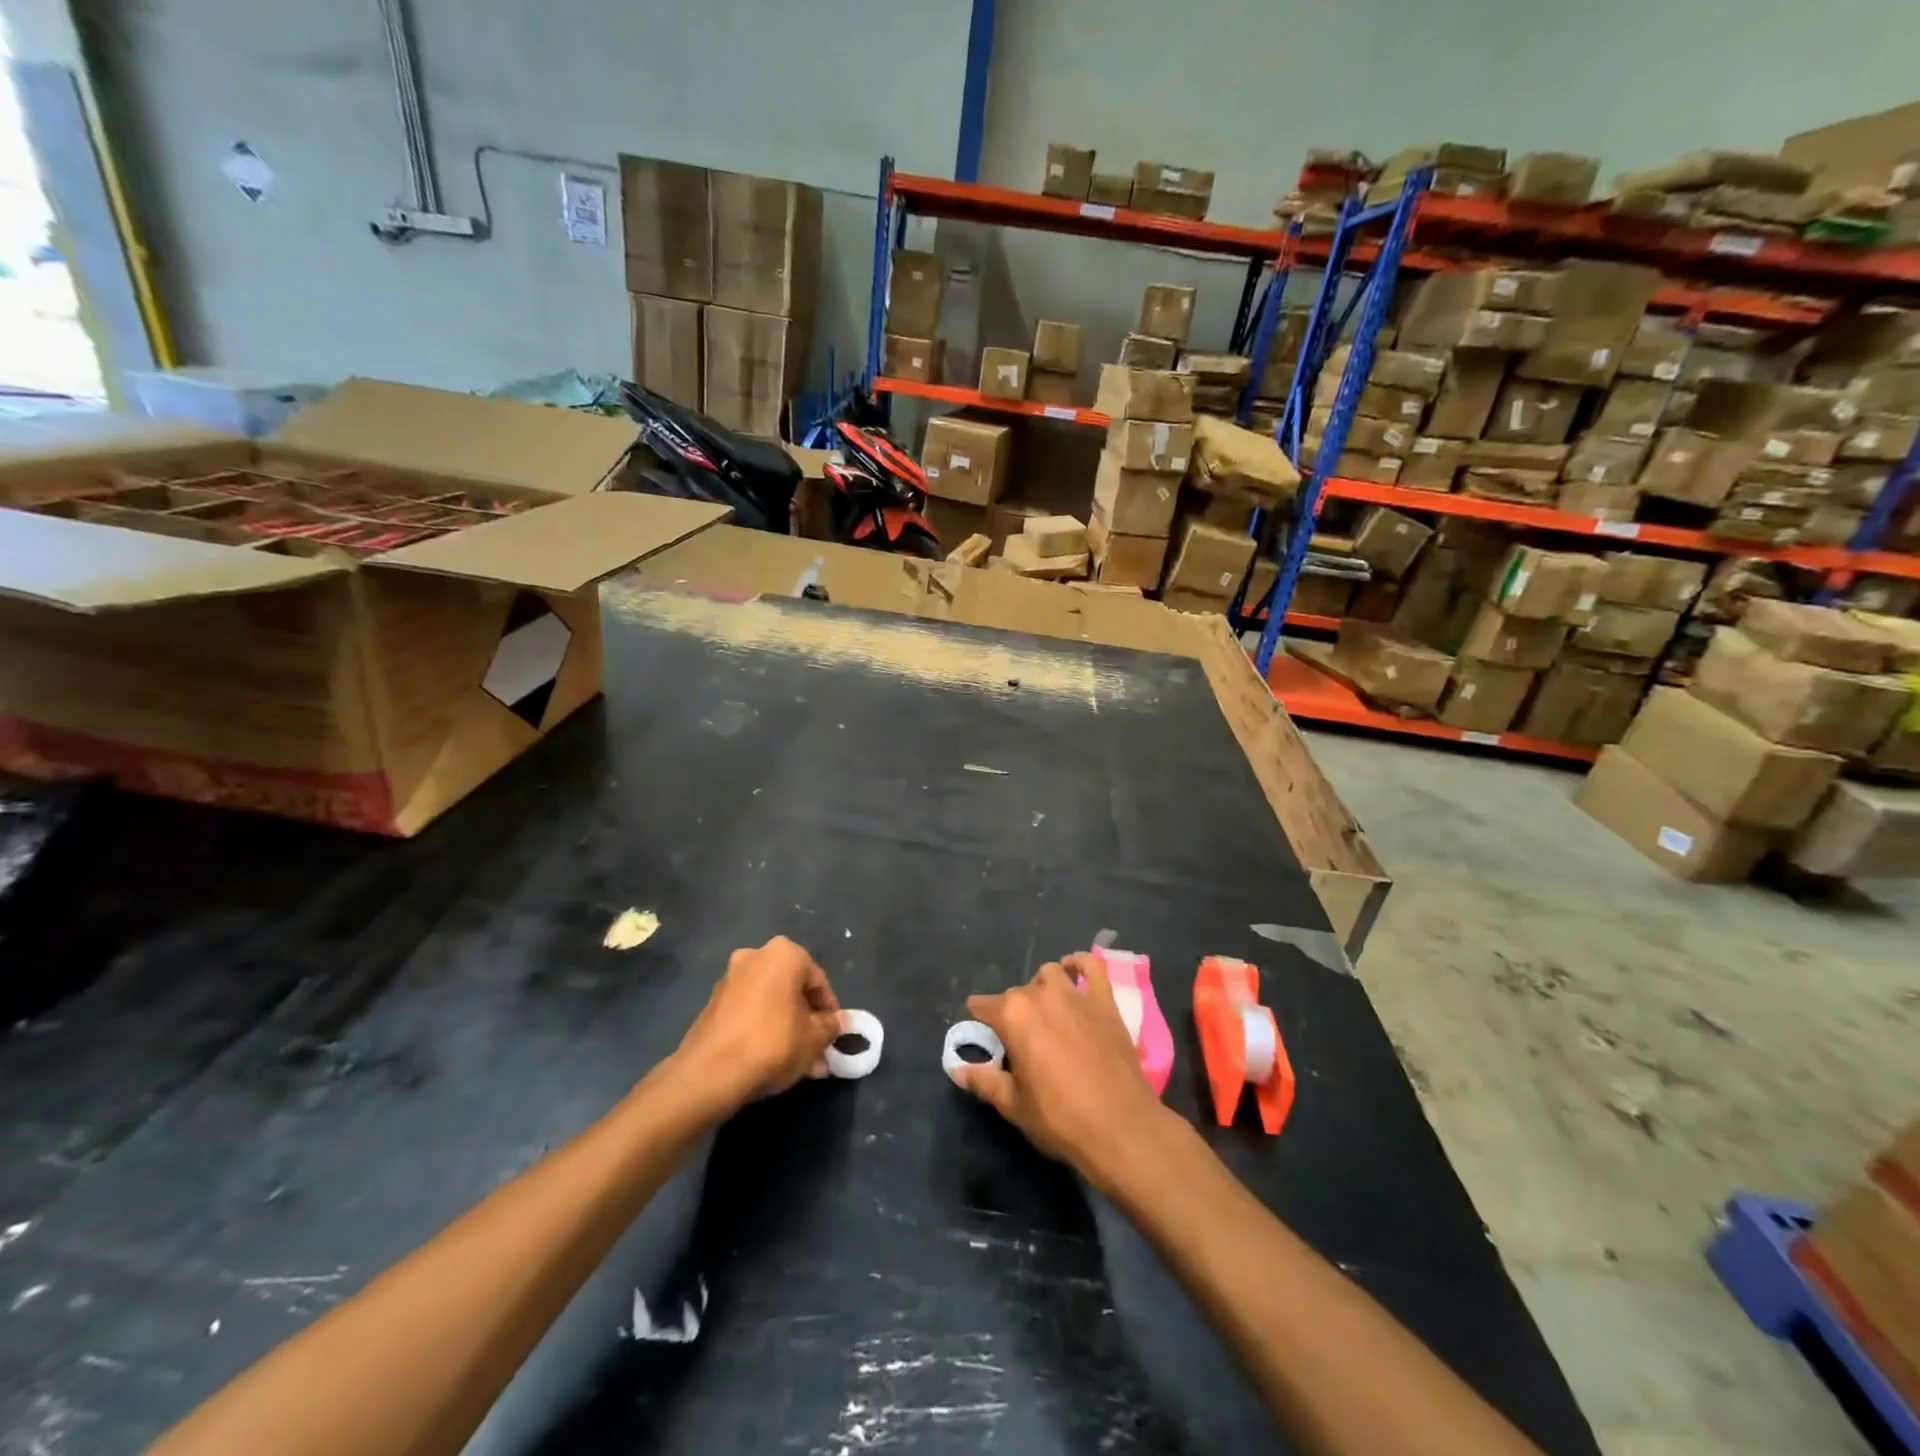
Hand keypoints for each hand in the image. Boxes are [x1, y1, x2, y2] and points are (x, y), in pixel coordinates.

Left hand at [676, 936, 842, 1111]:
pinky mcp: (713, 1004)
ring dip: (787, 1028)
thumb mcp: (814, 1038)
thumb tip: (839, 1021)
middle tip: (818, 1051)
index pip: (818, 981)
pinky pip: (750, 1013)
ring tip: (799, 1064)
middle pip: (792, 990)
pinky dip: (763, 1030)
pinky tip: (772, 1060)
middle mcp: (755, 957)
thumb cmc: (772, 1043)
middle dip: (807, 1021)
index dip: (830, 1011)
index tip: (833, 1035)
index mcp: (783, 954)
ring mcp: (730, 980)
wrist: (709, 1073)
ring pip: (771, 1003)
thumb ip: (831, 1026)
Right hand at [956, 953, 1172, 1188]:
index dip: (979, 1022)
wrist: (1121, 1127)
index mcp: (1013, 1016)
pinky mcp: (1104, 1001)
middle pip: (1016, 994)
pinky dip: (1080, 965)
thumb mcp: (1013, 1105)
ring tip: (1045, 1013)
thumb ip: (984, 1080)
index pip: (983, 1006)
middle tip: (1019, 1043)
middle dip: (1012, 1013)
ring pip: (1049, 974)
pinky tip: (1074, 973)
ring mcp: (1076, 994)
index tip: (982, 1038)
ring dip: (1042, 988)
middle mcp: (1041, 995)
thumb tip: (958, 1069)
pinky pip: (1092, 967)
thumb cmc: (1060, 1117)